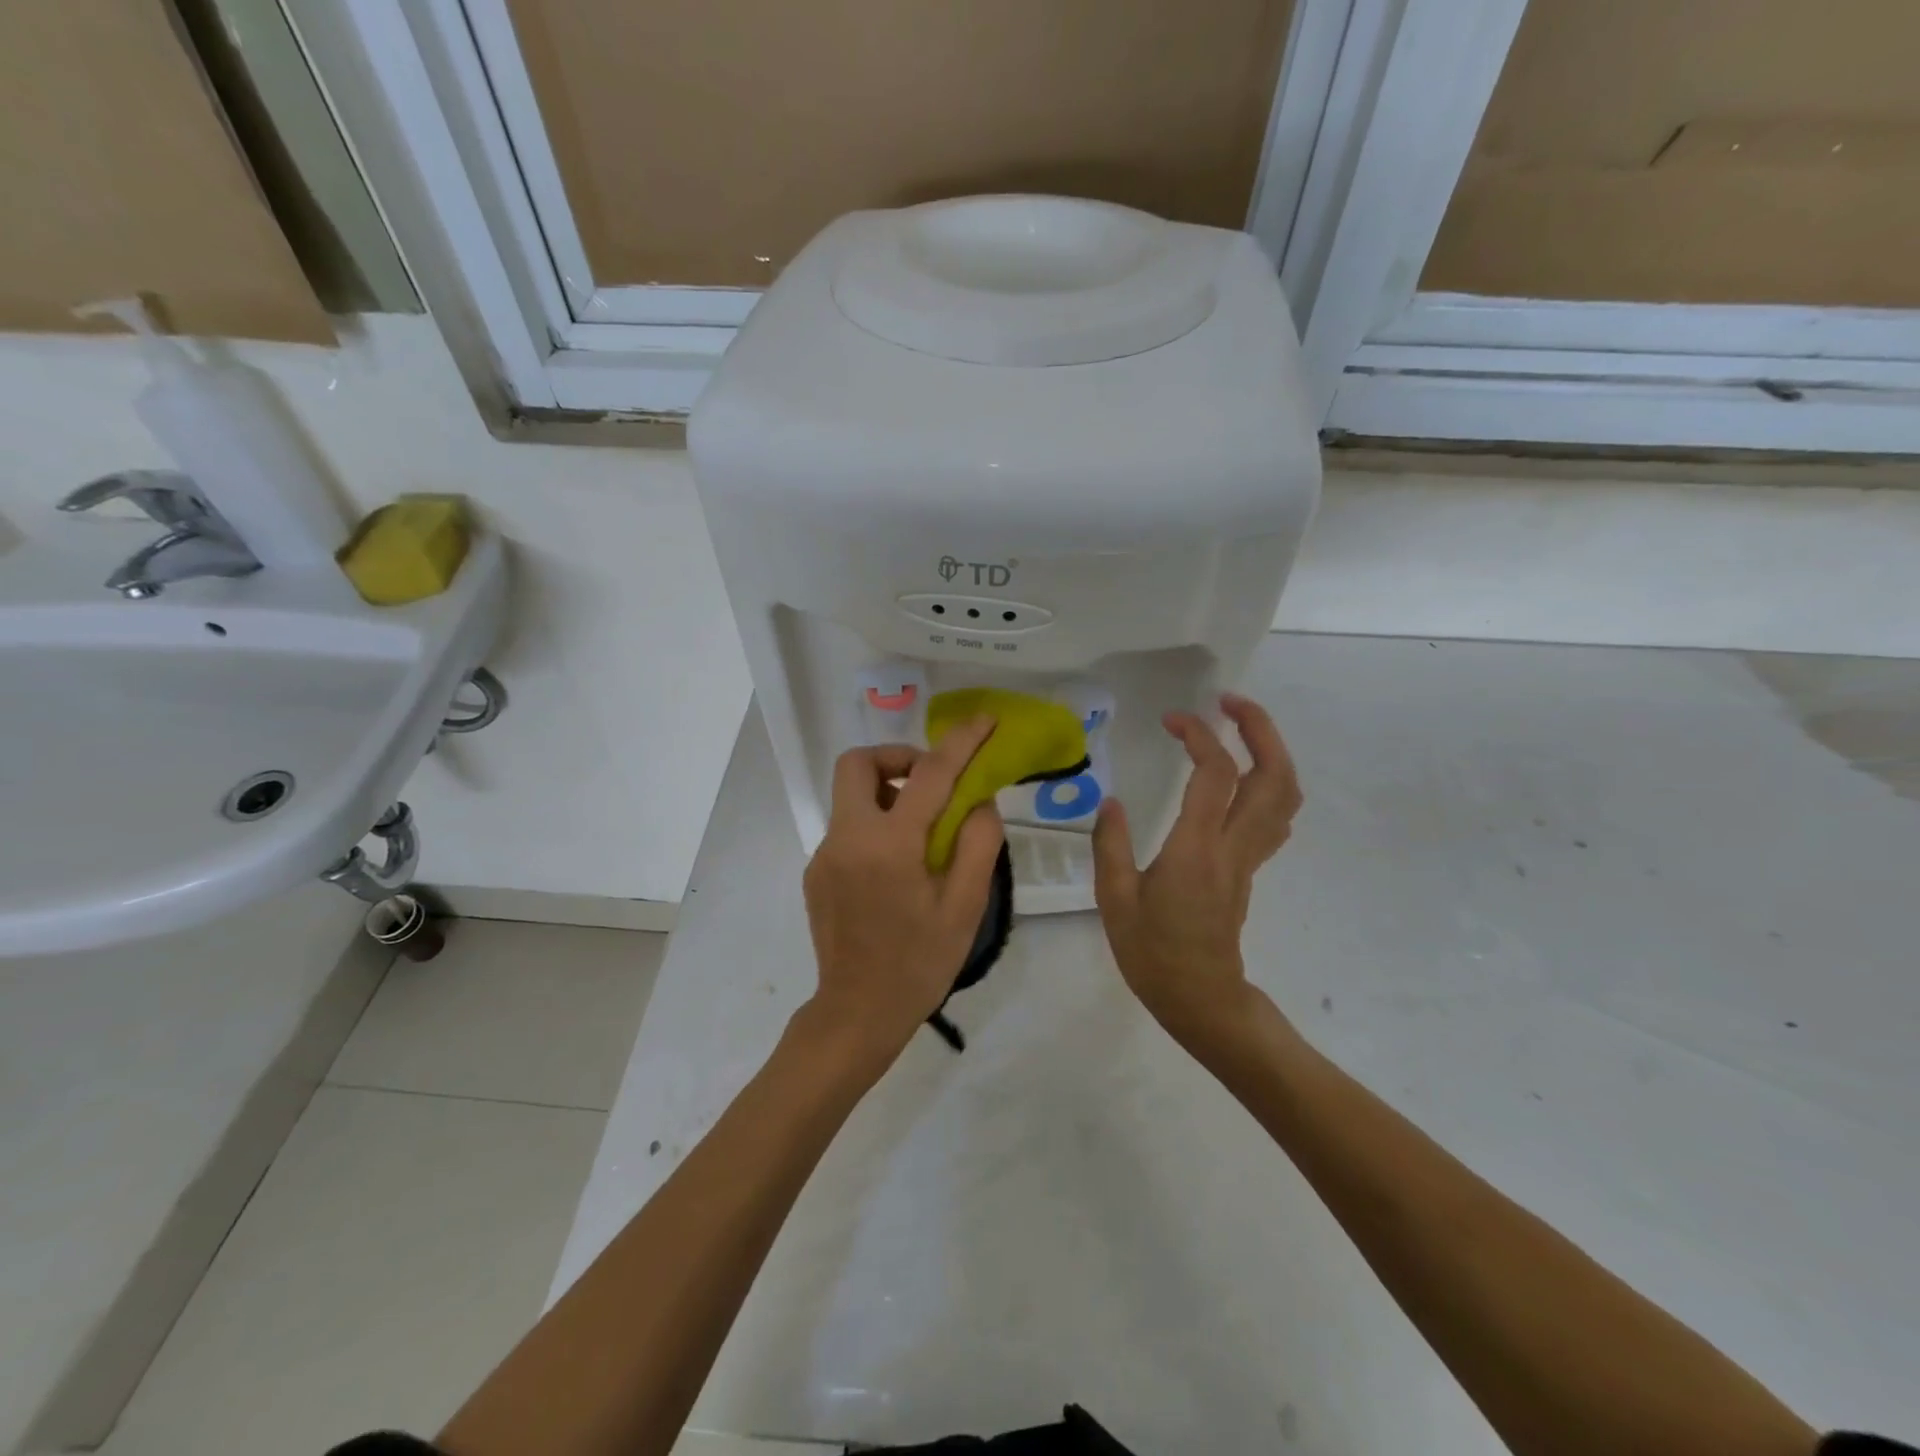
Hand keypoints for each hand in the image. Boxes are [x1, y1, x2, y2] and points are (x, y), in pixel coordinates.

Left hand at [802, 717, 1004, 1063]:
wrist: (857, 1013)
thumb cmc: (919, 964)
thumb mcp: (965, 908)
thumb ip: (978, 845)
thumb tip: (980, 802)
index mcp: (889, 845)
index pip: (928, 774)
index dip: (961, 742)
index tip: (984, 722)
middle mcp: (847, 838)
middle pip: (857, 763)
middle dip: (896, 757)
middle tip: (931, 782)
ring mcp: (825, 854)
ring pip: (851, 795)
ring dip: (887, 793)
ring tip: (923, 834)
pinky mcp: (816, 872)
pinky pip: (848, 827)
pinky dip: (876, 825)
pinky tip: (898, 868)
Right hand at [1092, 694, 1301, 1045]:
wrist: (1201, 999)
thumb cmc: (1153, 953)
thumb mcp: (1115, 900)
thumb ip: (1112, 845)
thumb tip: (1111, 801)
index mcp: (1197, 849)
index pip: (1215, 774)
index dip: (1199, 736)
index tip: (1172, 720)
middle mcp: (1233, 846)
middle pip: (1273, 776)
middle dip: (1259, 729)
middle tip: (1229, 703)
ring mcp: (1249, 858)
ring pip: (1285, 795)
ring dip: (1271, 752)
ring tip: (1239, 728)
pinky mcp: (1250, 868)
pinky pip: (1275, 816)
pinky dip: (1269, 782)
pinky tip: (1241, 778)